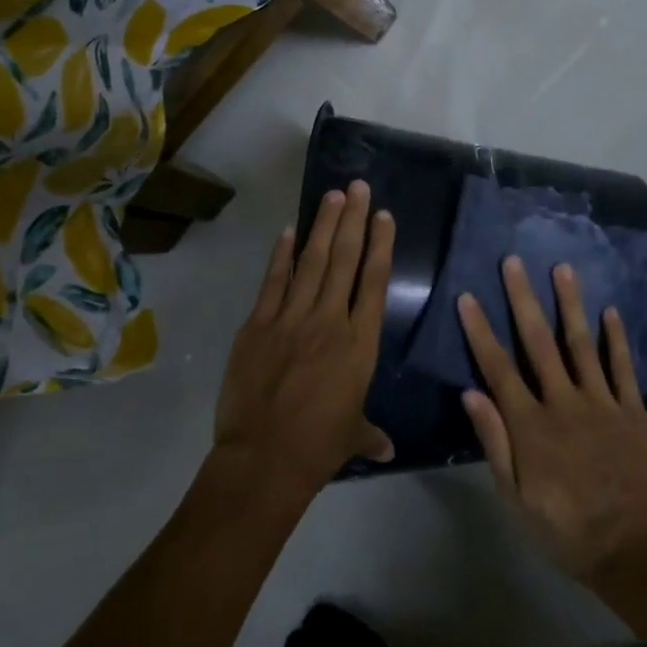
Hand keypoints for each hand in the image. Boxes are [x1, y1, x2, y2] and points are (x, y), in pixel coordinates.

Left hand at [214, 181, 395, 499]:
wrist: (264, 459)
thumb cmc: (318, 447)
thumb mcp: (353, 436)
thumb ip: (371, 433)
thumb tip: (388, 449)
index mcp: (360, 344)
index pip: (375, 282)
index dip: (380, 245)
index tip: (383, 216)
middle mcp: (331, 321)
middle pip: (344, 260)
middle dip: (353, 220)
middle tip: (357, 186)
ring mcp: (291, 319)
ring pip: (311, 262)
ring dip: (323, 226)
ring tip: (332, 196)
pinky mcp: (258, 325)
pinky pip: (273, 283)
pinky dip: (281, 256)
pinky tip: (289, 231)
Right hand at [458, 258, 646, 582]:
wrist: (633, 550)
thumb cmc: (565, 529)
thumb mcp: (516, 498)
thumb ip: (495, 443)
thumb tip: (471, 394)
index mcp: (530, 425)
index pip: (498, 368)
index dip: (480, 331)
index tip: (468, 298)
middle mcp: (564, 402)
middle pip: (538, 342)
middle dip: (523, 300)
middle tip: (513, 262)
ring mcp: (601, 403)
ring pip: (581, 343)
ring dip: (570, 304)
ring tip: (562, 268)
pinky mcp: (632, 411)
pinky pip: (622, 368)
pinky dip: (617, 339)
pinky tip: (611, 311)